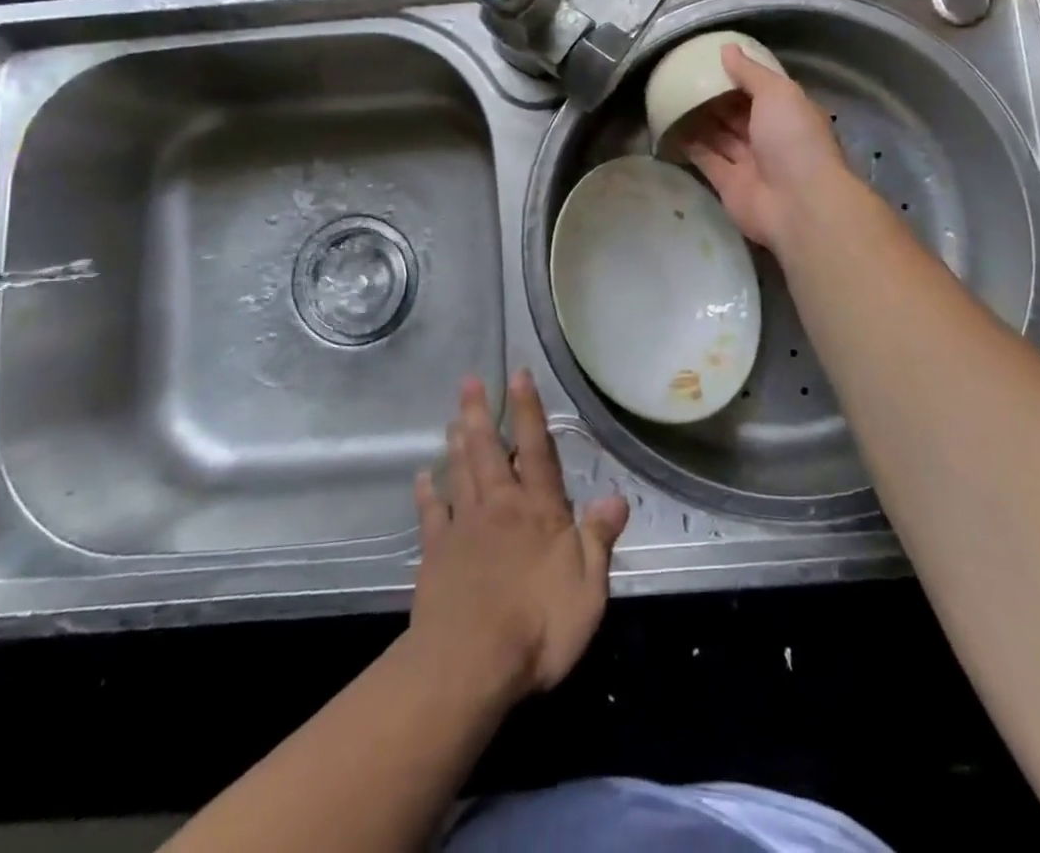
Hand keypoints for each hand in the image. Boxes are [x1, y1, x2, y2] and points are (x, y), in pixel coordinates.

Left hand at [410, 373, 629, 701]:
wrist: (469, 665)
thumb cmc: (538, 627)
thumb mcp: (587, 588)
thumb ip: (599, 539)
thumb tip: (617, 497)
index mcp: (538, 511)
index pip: (536, 450)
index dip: (529, 411)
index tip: (518, 375)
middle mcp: (500, 507)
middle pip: (489, 451)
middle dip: (481, 413)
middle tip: (469, 381)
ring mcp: (464, 528)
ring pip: (461, 473)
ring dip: (457, 443)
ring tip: (453, 417)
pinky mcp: (436, 555)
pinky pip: (431, 515)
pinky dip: (427, 493)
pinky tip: (423, 477)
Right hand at [680, 43, 849, 248]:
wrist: (798, 204)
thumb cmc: (793, 139)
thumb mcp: (777, 93)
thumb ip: (751, 72)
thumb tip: (727, 49)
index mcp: (789, 113)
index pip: (762, 90)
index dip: (739, 77)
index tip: (711, 63)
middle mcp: (770, 137)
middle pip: (738, 114)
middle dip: (715, 98)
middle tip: (684, 79)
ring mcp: (750, 163)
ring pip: (720, 137)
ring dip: (699, 120)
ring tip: (671, 99)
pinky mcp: (728, 185)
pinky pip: (706, 160)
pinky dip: (690, 146)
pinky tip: (669, 128)